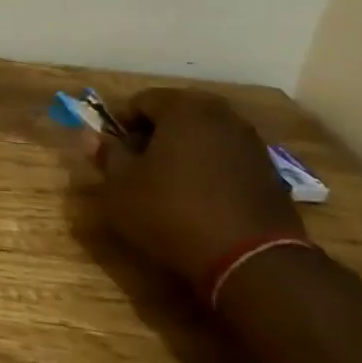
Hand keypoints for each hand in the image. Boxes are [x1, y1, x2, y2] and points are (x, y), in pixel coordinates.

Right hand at [78, 88, 300, 286]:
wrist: (251, 262)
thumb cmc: (172, 212)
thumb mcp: (121, 187)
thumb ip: (107, 155)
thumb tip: (91, 137)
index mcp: (185, 108)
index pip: (141, 101)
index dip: (120, 123)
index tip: (111, 150)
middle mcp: (223, 116)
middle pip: (175, 115)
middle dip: (152, 135)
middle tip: (135, 166)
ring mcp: (252, 144)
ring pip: (203, 137)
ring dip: (182, 152)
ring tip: (166, 185)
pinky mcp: (270, 174)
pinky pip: (226, 160)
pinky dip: (208, 170)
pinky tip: (197, 199)